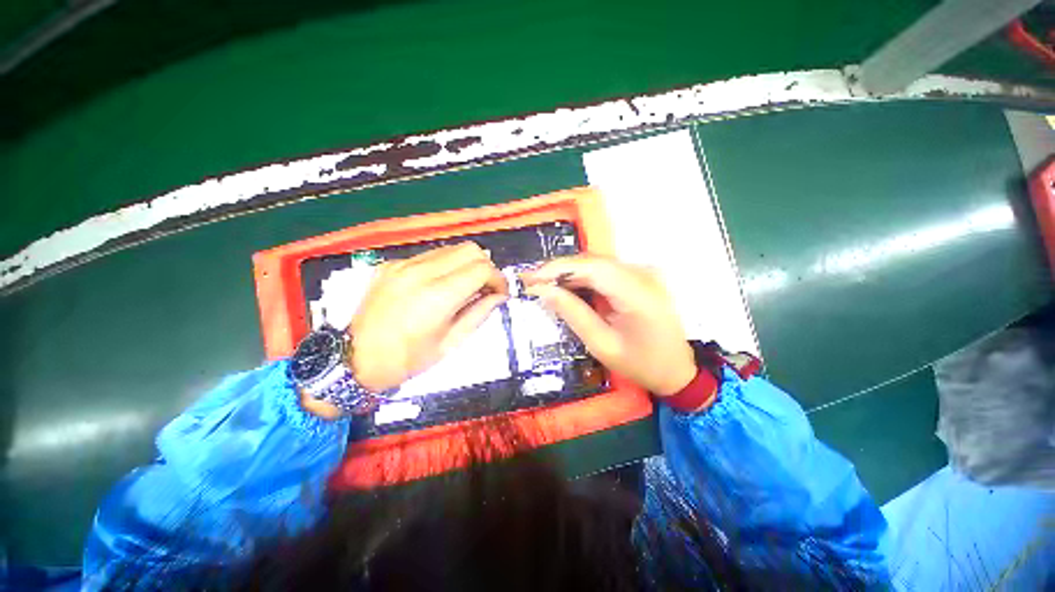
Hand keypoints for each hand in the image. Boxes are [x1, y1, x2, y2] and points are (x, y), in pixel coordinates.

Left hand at [350, 242, 508, 392]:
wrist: (353, 359)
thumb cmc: (406, 360)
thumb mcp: (450, 343)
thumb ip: (479, 313)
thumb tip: (499, 296)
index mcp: (437, 296)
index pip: (482, 269)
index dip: (499, 279)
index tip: (501, 293)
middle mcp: (421, 272)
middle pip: (470, 250)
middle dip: (486, 266)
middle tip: (486, 287)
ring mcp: (403, 264)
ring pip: (451, 248)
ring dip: (466, 263)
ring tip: (466, 285)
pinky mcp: (391, 264)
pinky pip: (430, 255)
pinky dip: (445, 265)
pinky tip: (441, 284)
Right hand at [520, 255, 695, 396]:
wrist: (678, 370)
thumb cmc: (641, 364)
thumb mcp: (602, 344)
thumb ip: (573, 313)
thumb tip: (543, 291)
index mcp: (637, 292)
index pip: (591, 266)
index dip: (557, 268)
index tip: (530, 279)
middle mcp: (643, 274)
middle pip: (593, 261)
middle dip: (559, 270)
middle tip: (531, 283)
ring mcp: (644, 273)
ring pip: (597, 263)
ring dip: (569, 273)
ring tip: (544, 286)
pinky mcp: (640, 277)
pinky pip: (605, 271)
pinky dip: (583, 278)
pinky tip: (567, 288)